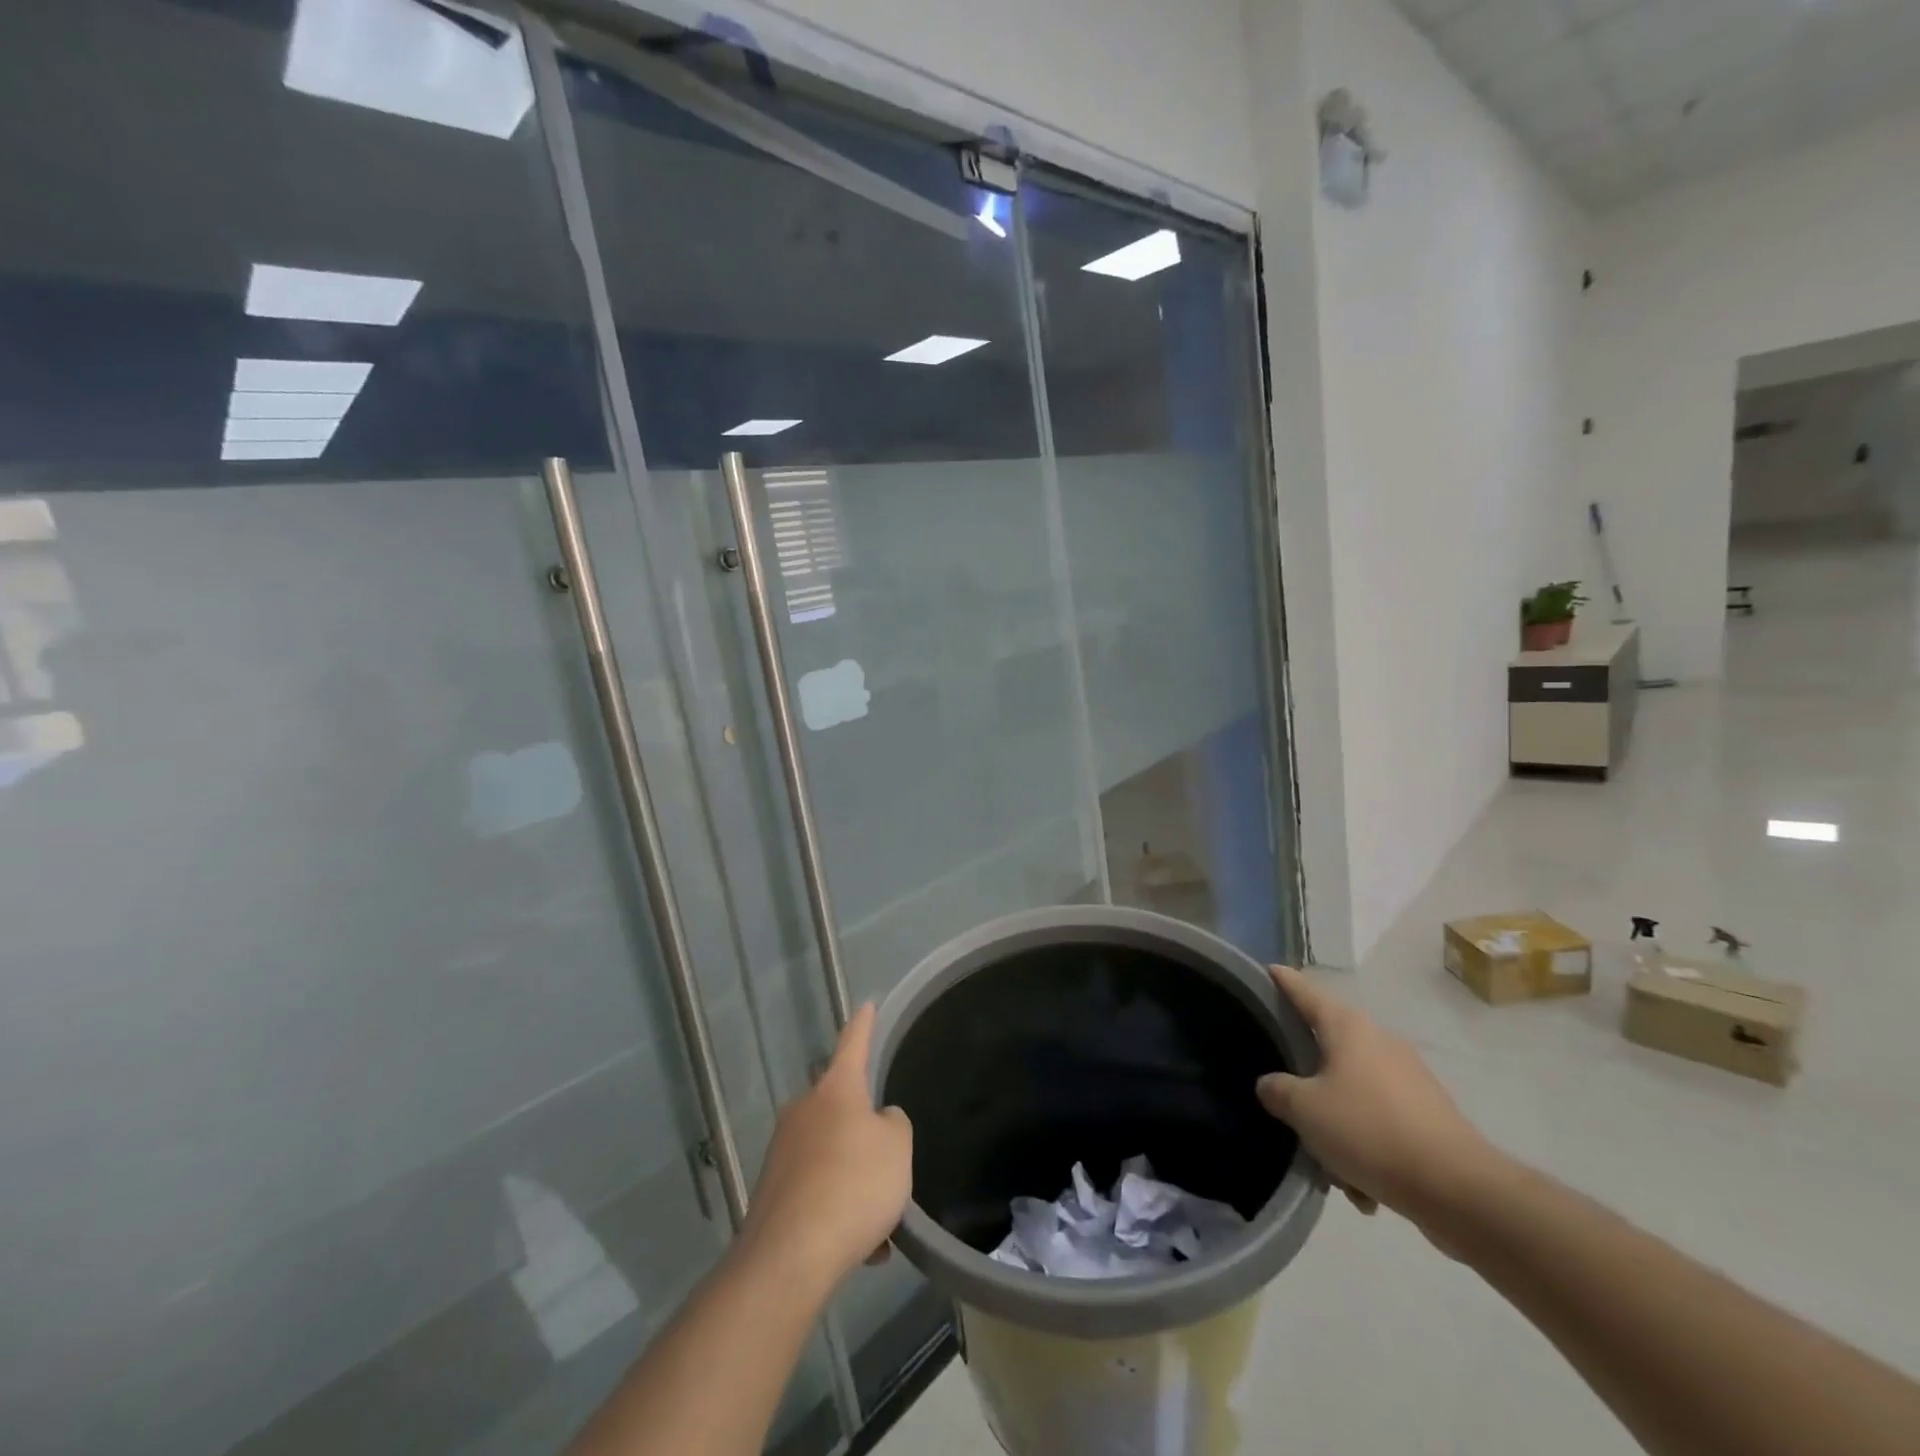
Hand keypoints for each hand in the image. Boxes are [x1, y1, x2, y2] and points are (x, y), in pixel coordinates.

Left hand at [740, 1004, 912, 1290]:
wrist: (790, 1257)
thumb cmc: (853, 1185)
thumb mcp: (897, 1148)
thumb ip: (893, 1125)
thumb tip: (877, 1122)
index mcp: (835, 1090)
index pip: (853, 1043)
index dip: (863, 1024)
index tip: (866, 1004)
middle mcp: (803, 1111)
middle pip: (840, 1106)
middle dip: (863, 1129)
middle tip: (888, 1160)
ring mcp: (783, 1151)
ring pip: (832, 1156)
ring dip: (855, 1180)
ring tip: (881, 1225)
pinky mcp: (772, 1192)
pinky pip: (817, 1191)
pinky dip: (839, 1211)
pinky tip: (862, 1249)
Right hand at [1256, 965, 1493, 1226]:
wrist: (1459, 1190)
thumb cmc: (1370, 1131)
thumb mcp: (1305, 1110)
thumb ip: (1277, 1090)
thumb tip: (1271, 1085)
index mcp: (1347, 1027)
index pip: (1305, 991)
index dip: (1283, 980)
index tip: (1268, 970)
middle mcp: (1379, 1041)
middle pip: (1328, 1044)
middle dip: (1306, 1075)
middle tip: (1284, 1096)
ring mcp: (1408, 1077)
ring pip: (1353, 1089)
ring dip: (1336, 1121)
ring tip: (1328, 1163)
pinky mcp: (1428, 1113)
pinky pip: (1380, 1120)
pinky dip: (1365, 1144)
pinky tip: (1362, 1187)